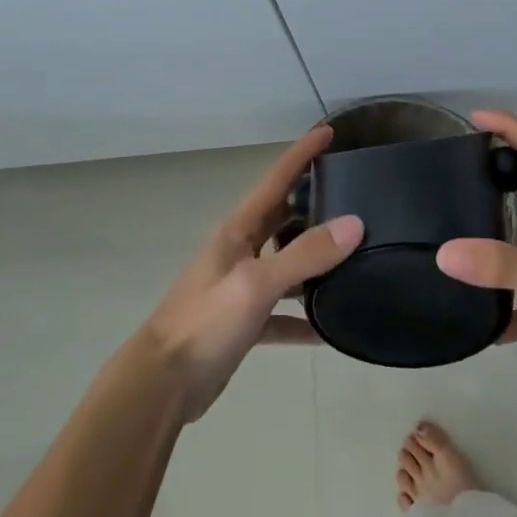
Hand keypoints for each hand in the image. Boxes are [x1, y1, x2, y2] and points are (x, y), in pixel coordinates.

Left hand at [142, 125, 362, 421]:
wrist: (162, 385)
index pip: (275, 180)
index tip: (329, 131)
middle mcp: (241, 252)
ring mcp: (242, 288)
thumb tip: (355, 223)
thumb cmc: (205, 322)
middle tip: (354, 192)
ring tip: (354, 254)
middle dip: (313, 201)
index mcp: (238, 231)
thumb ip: (304, 255)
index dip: (301, 154)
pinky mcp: (244, 323)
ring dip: (313, 258)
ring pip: (286, 263)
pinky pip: (283, 313)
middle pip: (282, 217)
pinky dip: (304, 317)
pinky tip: (329, 328)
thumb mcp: (256, 284)